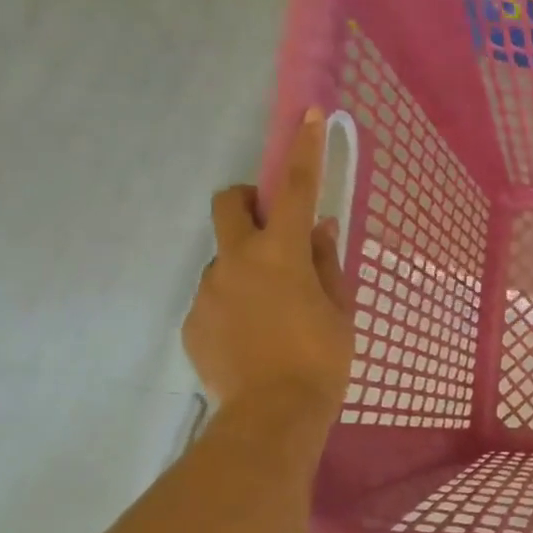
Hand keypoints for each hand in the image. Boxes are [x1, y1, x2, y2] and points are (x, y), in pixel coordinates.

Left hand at [183, 108, 354, 433]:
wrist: (272, 418)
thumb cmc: (321, 360)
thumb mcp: (339, 309)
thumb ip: (325, 262)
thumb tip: (318, 227)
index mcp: (281, 254)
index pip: (295, 188)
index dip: (304, 149)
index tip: (307, 115)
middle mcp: (236, 261)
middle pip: (229, 203)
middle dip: (248, 202)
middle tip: (274, 232)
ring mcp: (208, 291)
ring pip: (226, 258)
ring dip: (248, 267)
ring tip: (273, 314)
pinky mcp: (193, 322)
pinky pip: (216, 297)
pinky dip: (235, 304)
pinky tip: (254, 340)